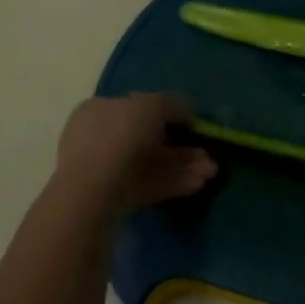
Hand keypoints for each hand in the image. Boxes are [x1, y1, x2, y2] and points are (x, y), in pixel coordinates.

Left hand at [55, 93, 216, 209]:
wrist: (93, 191)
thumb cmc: (120, 134)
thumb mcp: (153, 105)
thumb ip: (172, 104)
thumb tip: (186, 110)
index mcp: (99, 109)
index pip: (136, 107)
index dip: (166, 112)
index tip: (191, 122)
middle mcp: (98, 138)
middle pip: (147, 139)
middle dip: (180, 146)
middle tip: (208, 153)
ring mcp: (104, 171)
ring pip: (150, 164)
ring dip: (182, 165)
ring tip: (211, 172)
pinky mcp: (114, 199)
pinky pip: (148, 185)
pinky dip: (173, 183)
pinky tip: (198, 184)